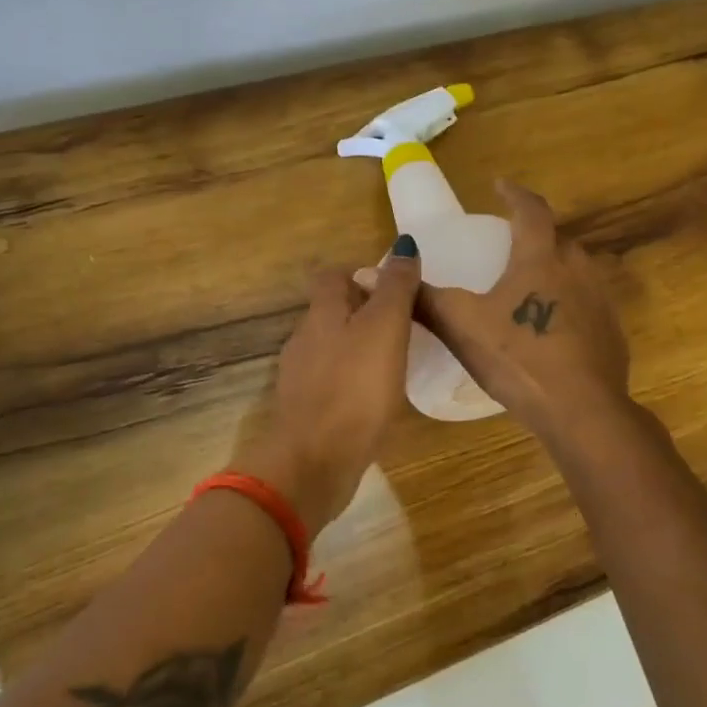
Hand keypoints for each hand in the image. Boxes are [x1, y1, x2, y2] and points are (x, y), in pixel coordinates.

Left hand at [230, 239, 421, 537]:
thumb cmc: (354, 388)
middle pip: (332, 311)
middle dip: (364, 311)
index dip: (361, 273)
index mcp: (321, 314)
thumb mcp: (384, 329)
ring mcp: (301, 377)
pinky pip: (332, 381)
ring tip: (396, 361)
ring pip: (332, 347)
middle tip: (405, 325)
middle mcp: (305, 339)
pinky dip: (353, 380)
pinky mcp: (307, 410)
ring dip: (359, 347)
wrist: (315, 461)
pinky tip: (375, 398)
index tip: (394, 288)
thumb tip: (402, 245)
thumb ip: (395, 288)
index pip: (332, 275)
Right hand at [417, 180, 630, 444]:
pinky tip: (550, 329)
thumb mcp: (462, 326)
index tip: (501, 186)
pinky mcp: (612, 334)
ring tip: (529, 285)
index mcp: (541, 259)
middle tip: (509, 244)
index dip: (514, 194)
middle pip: (558, 239)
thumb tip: (372, 275)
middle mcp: (577, 270)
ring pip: (576, 272)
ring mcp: (601, 302)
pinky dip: (568, 305)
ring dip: (554, 269)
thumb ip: (423, 299)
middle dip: (535, 235)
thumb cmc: (519, 358)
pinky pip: (587, 305)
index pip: (531, 211)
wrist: (583, 411)